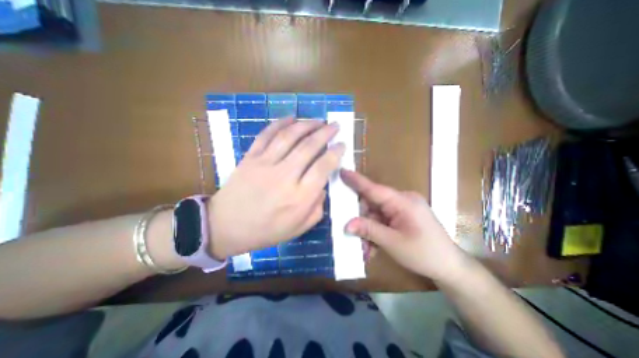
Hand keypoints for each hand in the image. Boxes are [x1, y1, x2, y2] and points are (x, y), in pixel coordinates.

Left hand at [209, 118, 343, 258]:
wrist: (226, 226)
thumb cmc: (265, 230)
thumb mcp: (299, 228)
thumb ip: (317, 207)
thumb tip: (322, 186)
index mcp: (299, 197)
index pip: (323, 167)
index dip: (335, 153)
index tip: (342, 144)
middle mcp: (285, 176)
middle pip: (309, 147)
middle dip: (325, 133)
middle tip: (334, 125)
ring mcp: (265, 164)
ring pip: (289, 136)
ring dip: (306, 124)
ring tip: (318, 120)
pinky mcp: (250, 157)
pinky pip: (266, 135)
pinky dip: (280, 123)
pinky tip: (291, 118)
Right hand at [343, 169, 467, 280]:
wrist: (451, 267)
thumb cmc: (425, 254)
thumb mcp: (393, 243)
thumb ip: (369, 230)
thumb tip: (347, 224)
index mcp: (403, 202)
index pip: (374, 189)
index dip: (356, 181)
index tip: (342, 171)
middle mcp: (403, 200)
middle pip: (373, 203)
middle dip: (362, 219)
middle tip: (352, 234)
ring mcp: (404, 207)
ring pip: (376, 213)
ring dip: (369, 229)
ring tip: (366, 247)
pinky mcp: (404, 215)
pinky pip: (384, 218)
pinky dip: (377, 230)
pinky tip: (374, 246)